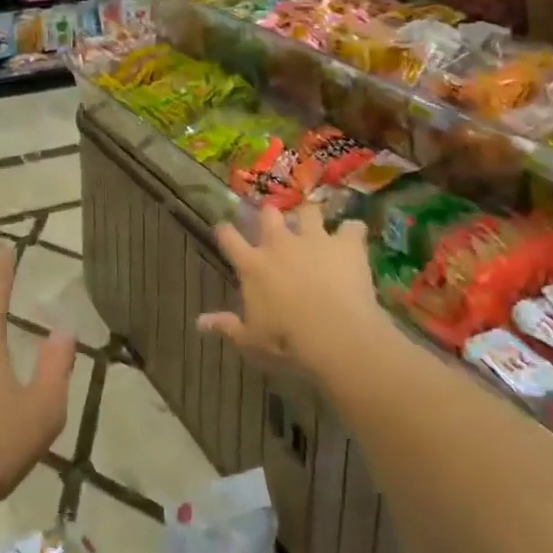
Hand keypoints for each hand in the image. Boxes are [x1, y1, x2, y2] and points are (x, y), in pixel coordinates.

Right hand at [203, 206, 384, 377]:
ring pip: (308, 212)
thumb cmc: (287, 341)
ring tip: (315, 227)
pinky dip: (352, 233)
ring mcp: (314, 239)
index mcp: (253, 265)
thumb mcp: (251, 340)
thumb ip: (227, 326)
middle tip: (275, 224)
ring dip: (310, 218)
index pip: (229, 238)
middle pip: (269, 215)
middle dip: (270, 216)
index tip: (224, 229)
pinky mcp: (345, 244)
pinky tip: (354, 240)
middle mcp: (280, 244)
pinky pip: (352, 228)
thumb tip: (199, 322)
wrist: (335, 334)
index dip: (225, 231)